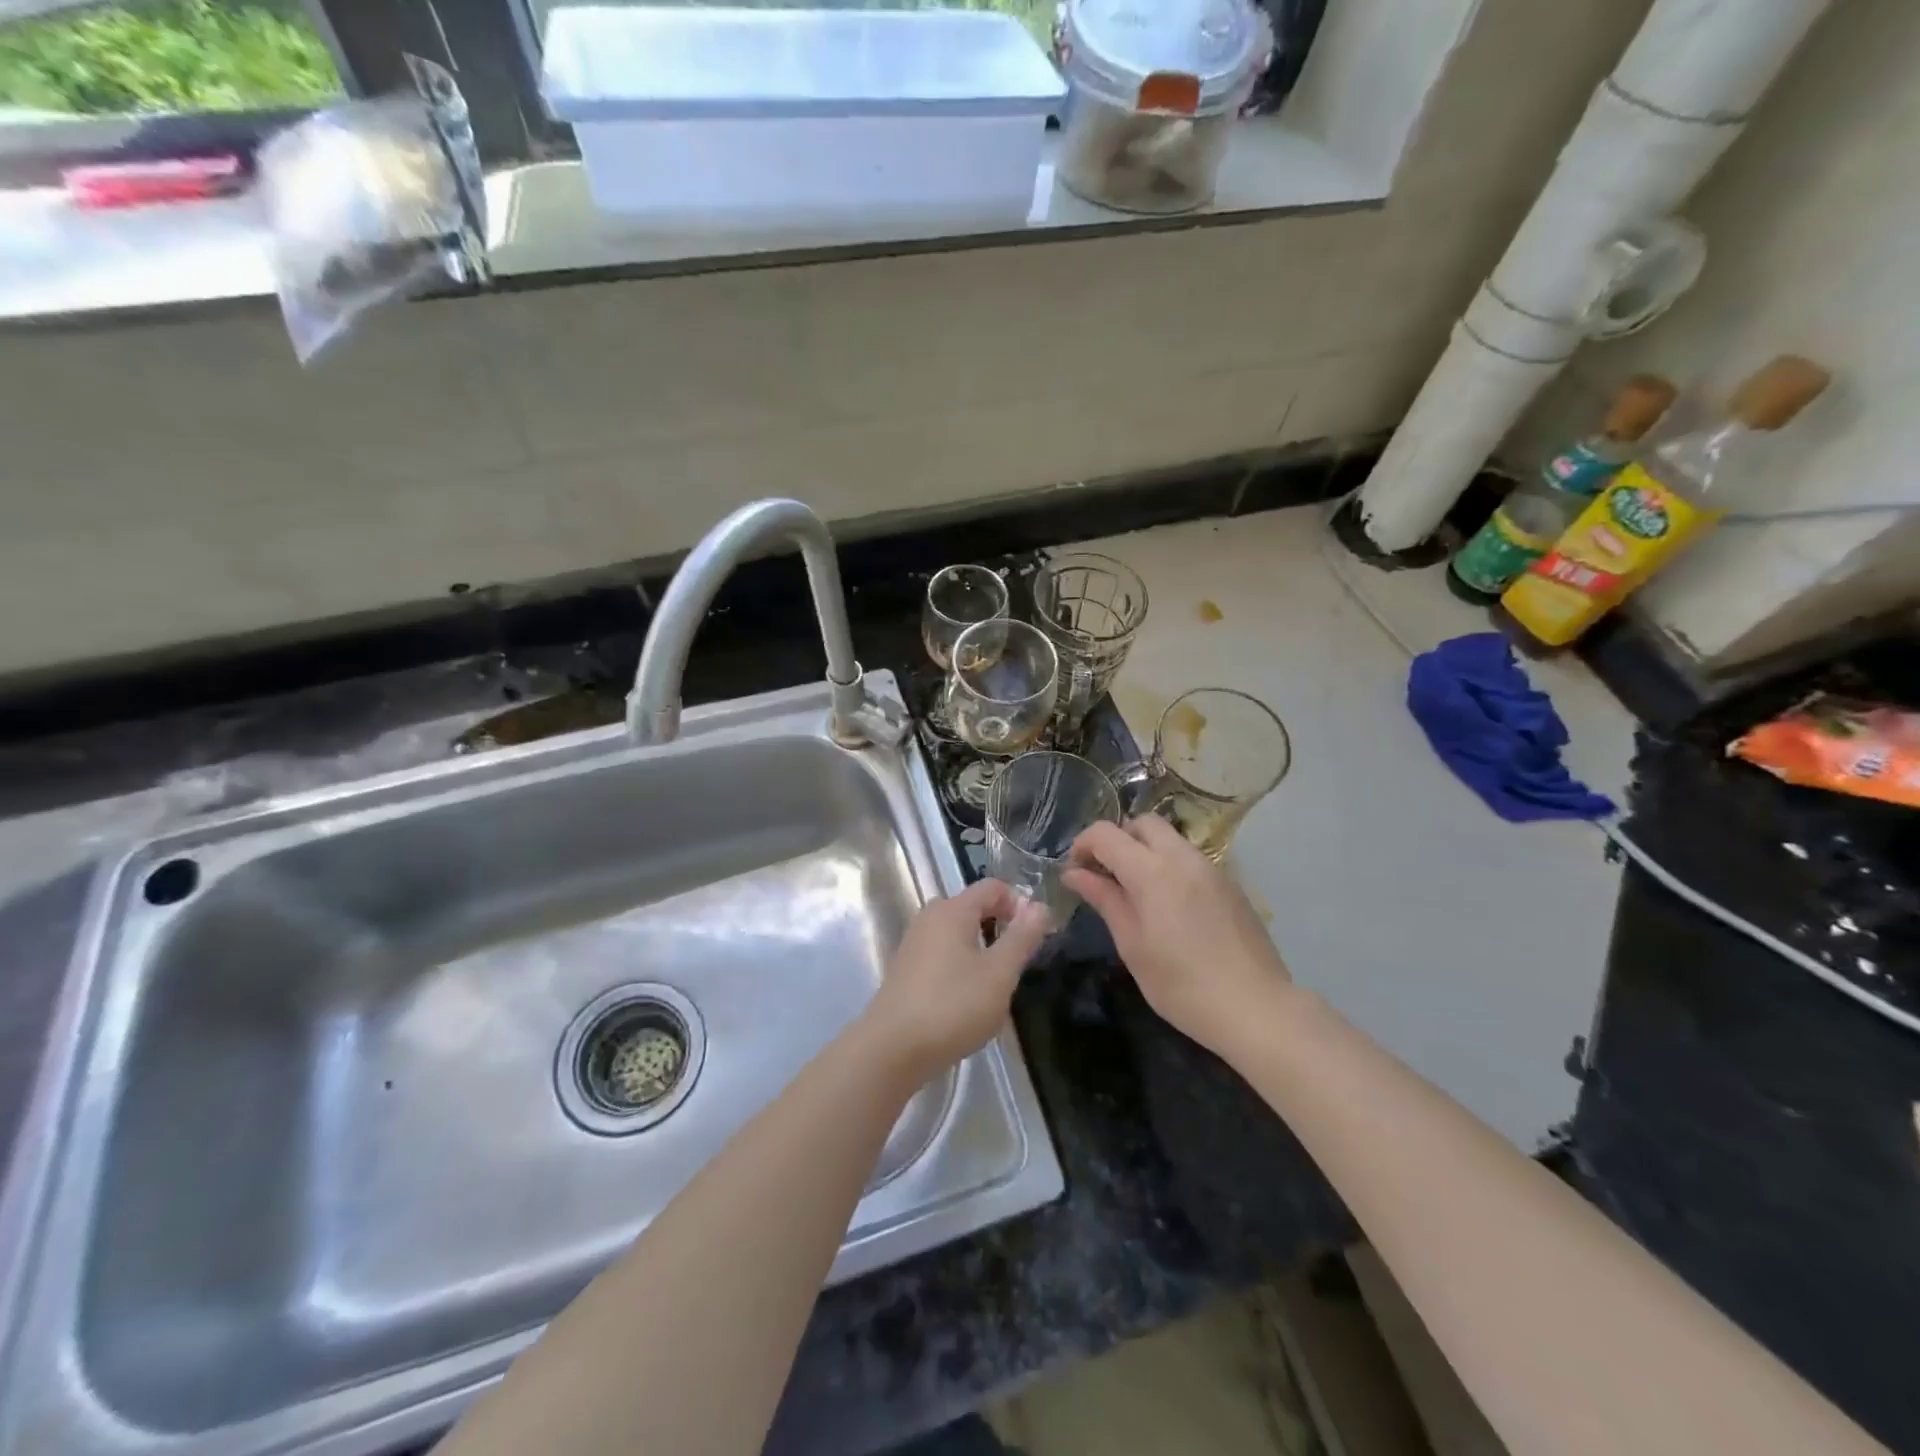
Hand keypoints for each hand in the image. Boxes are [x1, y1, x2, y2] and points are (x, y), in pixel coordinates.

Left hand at [864, 879, 1050, 1078]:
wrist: (891, 1049)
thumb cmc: (952, 1006)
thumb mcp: (999, 973)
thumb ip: (1022, 937)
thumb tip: (1040, 906)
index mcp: (953, 909)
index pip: (993, 887)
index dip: (1020, 904)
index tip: (1035, 936)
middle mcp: (930, 916)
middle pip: (974, 907)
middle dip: (1000, 927)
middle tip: (1017, 963)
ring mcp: (914, 942)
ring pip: (957, 932)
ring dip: (981, 948)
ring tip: (995, 984)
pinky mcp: (906, 968)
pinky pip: (942, 952)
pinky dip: (960, 964)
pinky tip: (966, 998)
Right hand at [1063, 816, 1291, 1057]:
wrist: (1255, 1008)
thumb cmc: (1181, 984)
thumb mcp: (1132, 945)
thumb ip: (1105, 900)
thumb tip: (1075, 874)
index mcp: (1152, 871)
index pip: (1106, 833)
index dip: (1083, 845)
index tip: (1075, 872)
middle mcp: (1182, 857)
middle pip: (1143, 823)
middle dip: (1118, 839)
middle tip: (1106, 875)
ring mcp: (1211, 868)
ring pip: (1170, 838)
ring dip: (1145, 851)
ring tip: (1136, 892)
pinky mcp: (1230, 883)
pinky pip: (1190, 858)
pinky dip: (1170, 866)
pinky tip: (1170, 907)